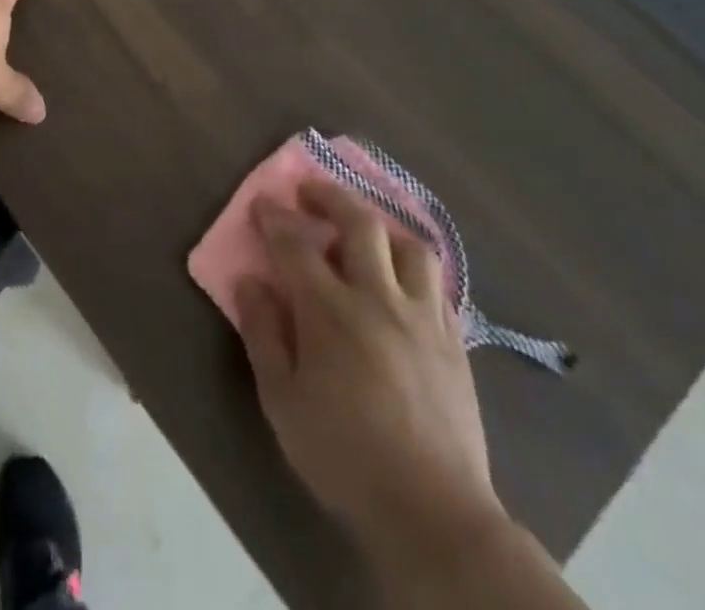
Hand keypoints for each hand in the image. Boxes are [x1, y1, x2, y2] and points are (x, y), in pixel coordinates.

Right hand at [234, 178, 510, 573]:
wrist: (433, 513)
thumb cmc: (343, 456)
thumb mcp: (282, 400)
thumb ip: (263, 333)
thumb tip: (250, 281)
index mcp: (331, 311)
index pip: (295, 245)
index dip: (274, 218)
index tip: (262, 203)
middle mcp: (379, 299)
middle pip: (359, 224)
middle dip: (331, 197)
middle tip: (309, 192)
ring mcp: (423, 317)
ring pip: (410, 246)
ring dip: (381, 227)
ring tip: (363, 231)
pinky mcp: (453, 342)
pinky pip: (437, 283)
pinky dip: (413, 266)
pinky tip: (402, 278)